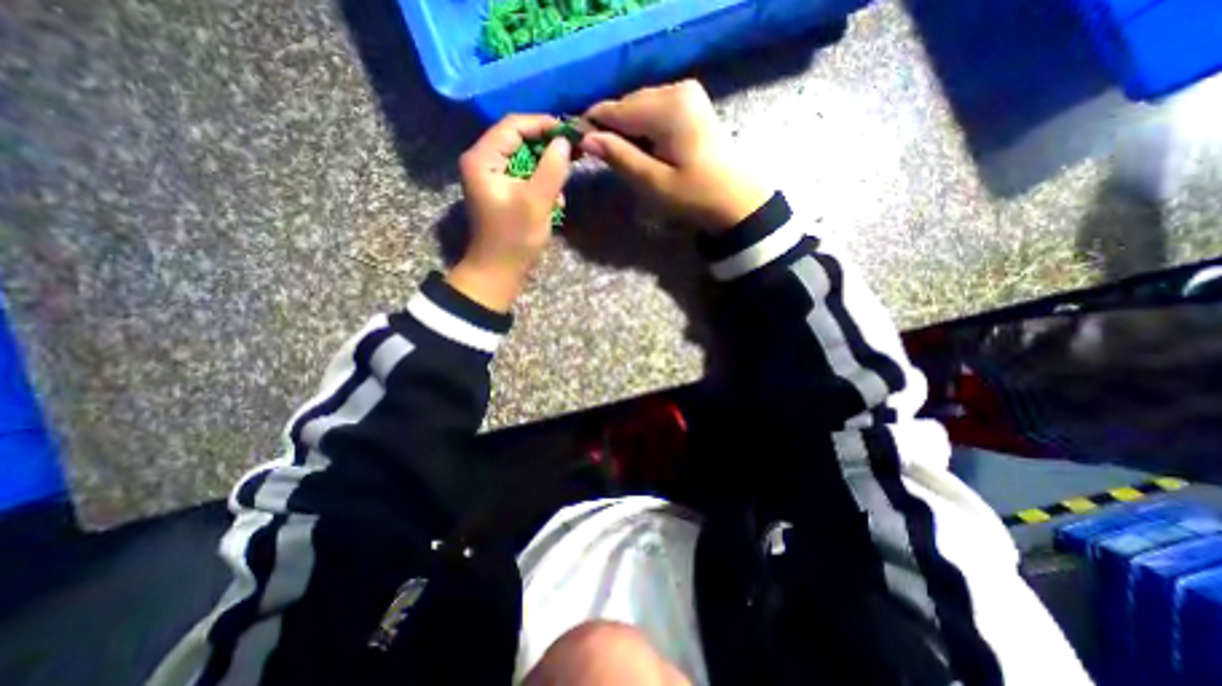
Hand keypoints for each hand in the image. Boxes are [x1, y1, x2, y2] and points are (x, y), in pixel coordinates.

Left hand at [448, 112, 572, 312]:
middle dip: (548, 149)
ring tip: (563, 188)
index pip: (514, 126)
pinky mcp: (503, 192)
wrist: (499, 271)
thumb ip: (552, 168)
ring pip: (525, 160)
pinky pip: (525, 177)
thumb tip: (564, 142)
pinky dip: (542, 185)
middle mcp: (483, 161)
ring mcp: (493, 178)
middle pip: (519, 140)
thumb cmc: (515, 238)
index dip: (543, 125)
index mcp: (483, 158)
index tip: (571, 133)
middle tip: (574, 154)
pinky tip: (554, 202)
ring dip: (547, 171)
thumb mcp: (537, 201)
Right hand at [578, 81, 759, 231]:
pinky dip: (644, 129)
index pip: (616, 109)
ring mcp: (686, 93)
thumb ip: (619, 156)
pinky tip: (646, 151)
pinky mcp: (691, 103)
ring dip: (628, 131)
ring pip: (640, 107)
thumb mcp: (653, 182)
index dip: (593, 126)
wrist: (735, 200)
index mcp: (668, 107)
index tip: (577, 146)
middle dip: (612, 130)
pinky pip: (655, 110)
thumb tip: (586, 139)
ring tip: (627, 159)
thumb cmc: (694, 196)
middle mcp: (677, 89)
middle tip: (604, 160)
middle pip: (628, 105)